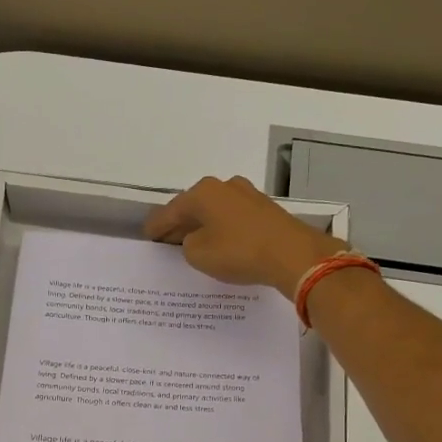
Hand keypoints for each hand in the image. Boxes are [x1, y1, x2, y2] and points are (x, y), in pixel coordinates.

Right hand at [144, 175, 346, 294]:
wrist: (293, 254)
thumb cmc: (239, 252)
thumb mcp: (198, 254)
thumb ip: (187, 245)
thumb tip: (195, 239)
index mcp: (202, 192)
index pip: (170, 211)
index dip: (156, 227)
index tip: (148, 237)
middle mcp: (224, 186)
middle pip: (194, 207)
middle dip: (180, 224)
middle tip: (168, 242)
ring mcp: (248, 195)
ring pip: (216, 211)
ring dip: (204, 226)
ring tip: (194, 245)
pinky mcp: (266, 209)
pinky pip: (234, 219)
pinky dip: (224, 230)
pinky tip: (221, 244)